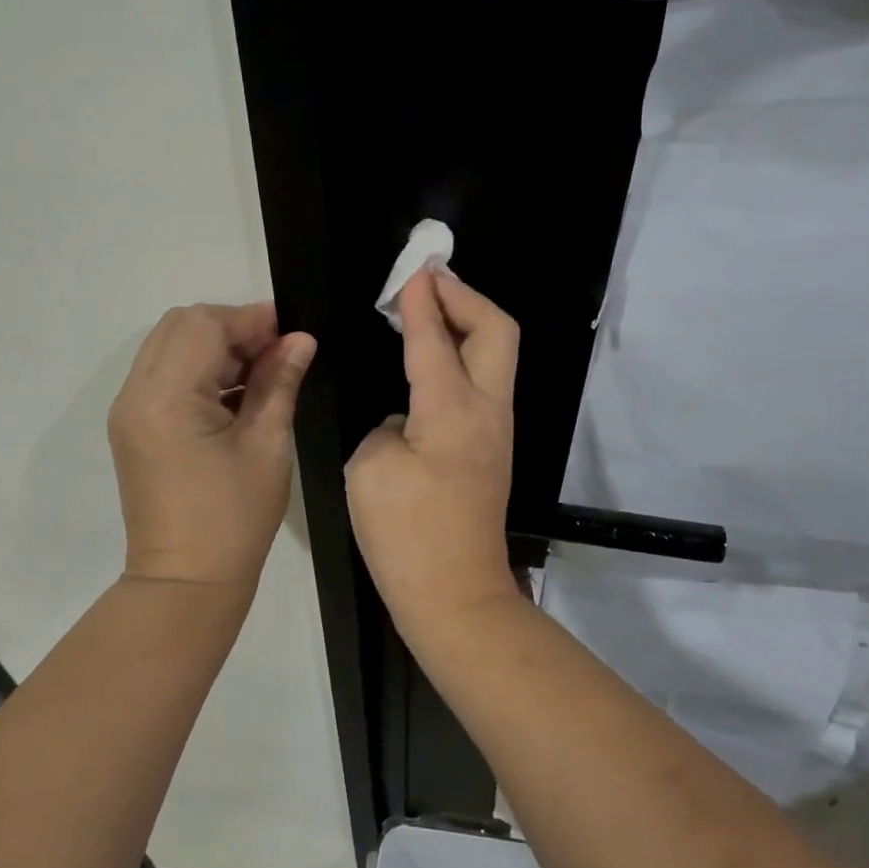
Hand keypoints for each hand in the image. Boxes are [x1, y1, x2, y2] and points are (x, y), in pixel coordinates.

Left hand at [108, 302, 315, 587]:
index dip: (251, 320)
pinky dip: (199, 371)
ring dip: (215, 349)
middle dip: (232, 329)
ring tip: (261, 376)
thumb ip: (279, 382)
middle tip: (276, 355)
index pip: (204, 325)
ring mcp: (129, 411)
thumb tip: (300, 340)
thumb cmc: (234, 517)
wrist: (186, 582)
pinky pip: (164, 376)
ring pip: (170, 348)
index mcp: (166, 397)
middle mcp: (136, 393)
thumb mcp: (267, 445)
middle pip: (180, 326)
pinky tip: (235, 396)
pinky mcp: (133, 427)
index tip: (292, 334)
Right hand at [346, 269, 519, 628]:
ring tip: (426, 313)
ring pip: (496, 355)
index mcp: (453, 409)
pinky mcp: (491, 451)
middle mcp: (488, 411)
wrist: (454, 597)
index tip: (412, 270)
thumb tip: (408, 421)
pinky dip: (461, 358)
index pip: (435, 337)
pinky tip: (430, 365)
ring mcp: (497, 432)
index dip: (421, 300)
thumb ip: (390, 427)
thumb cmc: (406, 535)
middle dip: (464, 296)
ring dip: (466, 325)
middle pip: (497, 330)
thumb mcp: (372, 470)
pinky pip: (482, 384)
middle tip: (428, 282)